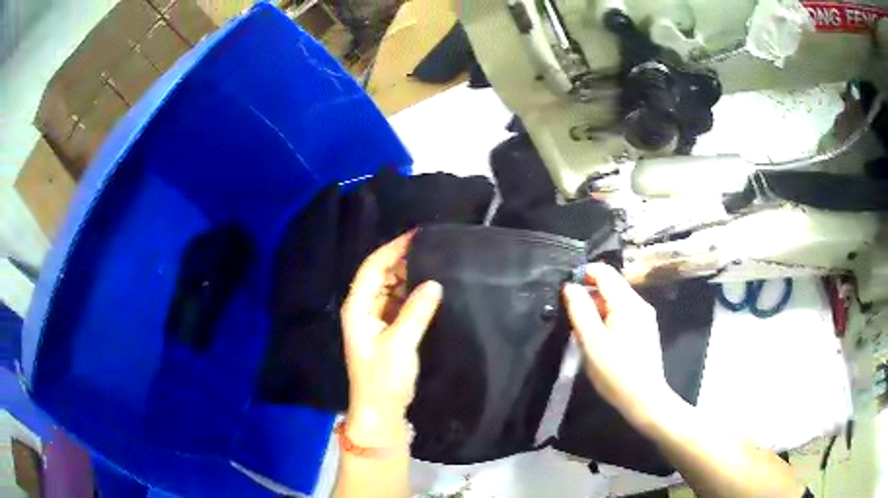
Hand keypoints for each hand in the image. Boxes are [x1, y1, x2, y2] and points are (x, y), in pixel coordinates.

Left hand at [340, 233, 442, 444]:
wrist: (381, 409)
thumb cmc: (383, 378)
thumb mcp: (400, 344)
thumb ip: (416, 312)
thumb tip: (434, 283)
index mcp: (358, 307)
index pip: (373, 267)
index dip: (393, 249)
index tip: (417, 235)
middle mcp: (364, 308)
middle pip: (381, 274)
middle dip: (403, 259)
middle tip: (432, 246)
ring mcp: (375, 318)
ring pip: (392, 287)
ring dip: (409, 275)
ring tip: (435, 261)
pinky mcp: (388, 329)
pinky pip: (400, 302)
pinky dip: (413, 292)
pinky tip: (431, 286)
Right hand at [562, 263, 677, 431]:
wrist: (644, 399)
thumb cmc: (616, 371)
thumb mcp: (592, 342)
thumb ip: (580, 311)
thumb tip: (569, 286)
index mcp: (627, 302)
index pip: (604, 272)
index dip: (583, 274)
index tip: (565, 291)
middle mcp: (639, 304)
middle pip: (611, 285)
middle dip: (588, 294)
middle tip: (571, 317)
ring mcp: (644, 317)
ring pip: (616, 300)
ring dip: (597, 308)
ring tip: (582, 331)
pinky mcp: (645, 329)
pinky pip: (622, 313)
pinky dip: (607, 318)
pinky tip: (599, 339)